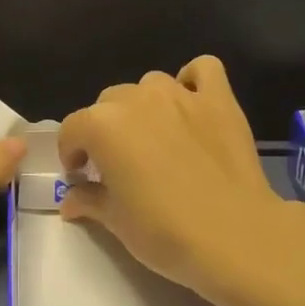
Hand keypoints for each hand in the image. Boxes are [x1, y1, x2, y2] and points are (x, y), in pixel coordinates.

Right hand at [57, 56, 304, 305]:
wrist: (234, 235)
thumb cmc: (164, 231)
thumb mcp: (115, 221)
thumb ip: (88, 200)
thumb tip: (70, 199)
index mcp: (102, 125)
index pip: (72, 130)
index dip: (72, 155)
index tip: (82, 178)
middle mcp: (136, 99)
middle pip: (108, 104)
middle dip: (106, 131)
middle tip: (119, 164)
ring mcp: (180, 93)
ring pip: (148, 85)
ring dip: (143, 106)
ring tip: (155, 138)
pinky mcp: (218, 98)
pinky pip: (202, 70)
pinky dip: (192, 81)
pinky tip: (192, 105)